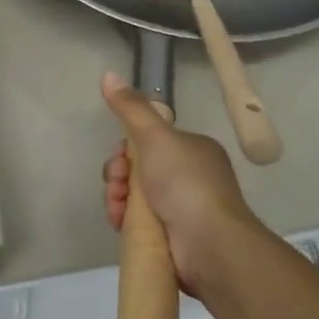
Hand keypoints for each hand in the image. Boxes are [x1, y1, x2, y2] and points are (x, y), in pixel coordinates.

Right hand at [100, 71, 260, 297]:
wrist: (210, 244)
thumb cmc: (186, 183)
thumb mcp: (156, 137)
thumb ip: (131, 108)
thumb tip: (108, 74)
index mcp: (193, 150)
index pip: (149, 142)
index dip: (126, 149)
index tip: (120, 158)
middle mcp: (189, 177)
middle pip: (138, 170)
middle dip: (119, 176)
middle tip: (117, 184)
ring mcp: (182, 209)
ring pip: (134, 197)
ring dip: (118, 198)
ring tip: (118, 208)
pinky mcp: (172, 238)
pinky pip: (138, 223)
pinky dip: (125, 221)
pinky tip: (121, 223)